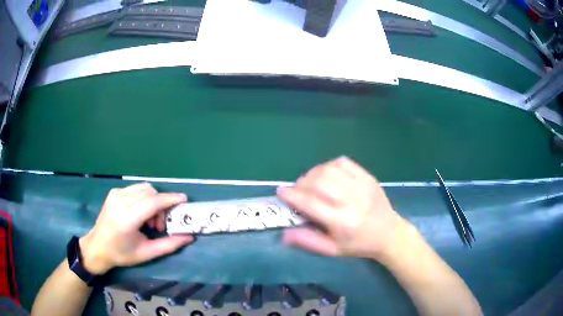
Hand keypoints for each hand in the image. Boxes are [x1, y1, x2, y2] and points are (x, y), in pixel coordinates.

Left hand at [79, 183, 193, 273]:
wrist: (98, 247)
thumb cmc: (122, 254)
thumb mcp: (147, 253)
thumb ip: (169, 245)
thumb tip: (189, 236)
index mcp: (127, 219)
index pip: (152, 202)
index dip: (170, 199)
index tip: (184, 200)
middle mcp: (120, 201)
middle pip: (150, 192)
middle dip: (162, 205)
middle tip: (161, 225)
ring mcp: (116, 194)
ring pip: (144, 188)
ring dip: (153, 201)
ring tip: (150, 221)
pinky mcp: (114, 192)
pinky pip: (136, 189)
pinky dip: (144, 199)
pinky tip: (141, 214)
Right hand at [277, 156, 409, 259]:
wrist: (388, 233)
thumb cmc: (359, 244)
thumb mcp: (333, 250)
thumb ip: (308, 241)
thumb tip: (284, 233)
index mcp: (342, 222)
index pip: (311, 203)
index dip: (292, 196)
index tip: (281, 191)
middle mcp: (352, 201)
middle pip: (319, 182)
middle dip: (301, 183)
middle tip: (296, 190)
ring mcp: (361, 185)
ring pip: (329, 170)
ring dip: (313, 173)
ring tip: (309, 183)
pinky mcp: (367, 176)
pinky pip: (343, 163)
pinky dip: (328, 165)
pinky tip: (326, 174)